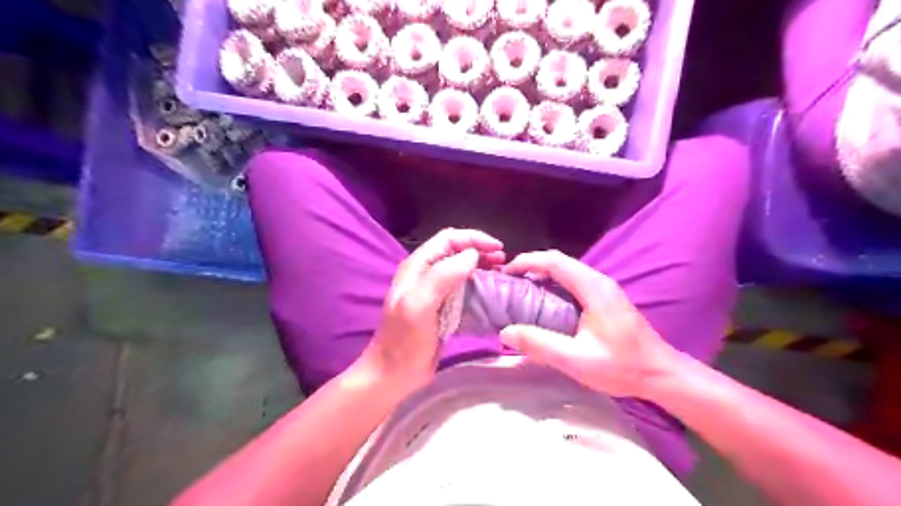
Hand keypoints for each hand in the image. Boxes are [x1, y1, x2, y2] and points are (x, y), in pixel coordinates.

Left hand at [362, 226, 509, 390]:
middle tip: (503, 261)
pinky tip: (491, 292)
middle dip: (480, 250)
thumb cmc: (404, 340)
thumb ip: (442, 276)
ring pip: (461, 269)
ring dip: (481, 267)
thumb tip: (472, 255)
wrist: (394, 374)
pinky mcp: (442, 308)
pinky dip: (479, 285)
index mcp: (417, 267)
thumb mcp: (419, 305)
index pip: (448, 239)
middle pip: (456, 251)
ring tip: (501, 273)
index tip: (498, 248)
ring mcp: (434, 292)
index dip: (473, 238)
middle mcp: (425, 274)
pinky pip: (463, 289)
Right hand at [499, 250, 676, 398]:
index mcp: (593, 288)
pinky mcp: (605, 299)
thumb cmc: (621, 367)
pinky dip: (553, 284)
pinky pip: (573, 282)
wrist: (661, 374)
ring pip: (567, 271)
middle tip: (509, 282)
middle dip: (531, 266)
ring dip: (542, 274)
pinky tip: (544, 303)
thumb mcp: (576, 360)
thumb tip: (506, 331)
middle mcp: (599, 281)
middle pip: (559, 262)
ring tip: (520, 290)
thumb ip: (540, 344)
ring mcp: (604, 289)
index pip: (554, 261)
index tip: (506, 272)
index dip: (527, 261)